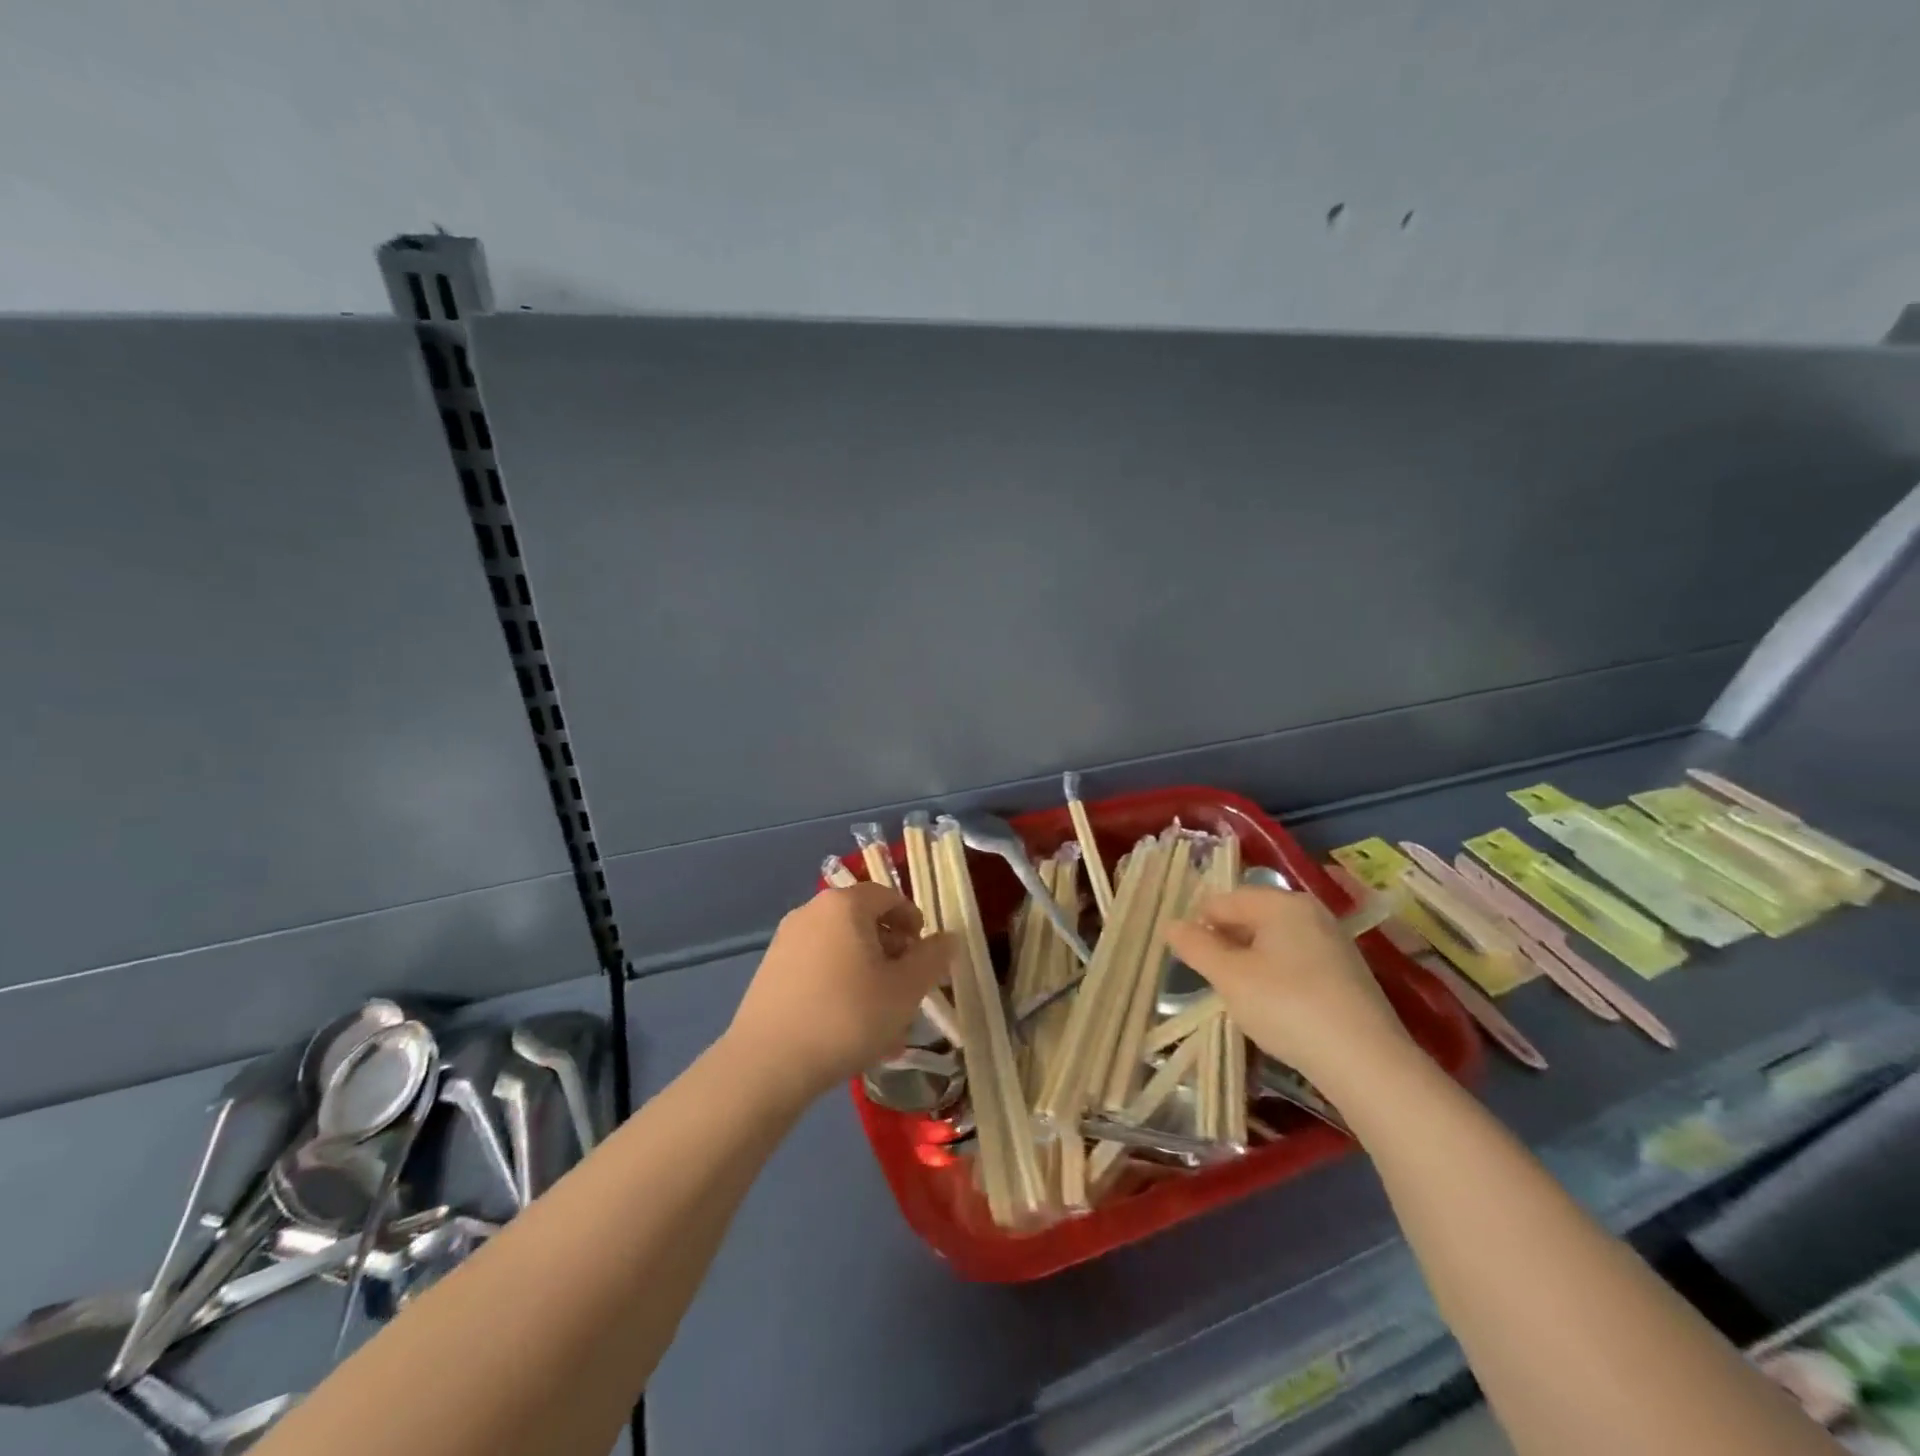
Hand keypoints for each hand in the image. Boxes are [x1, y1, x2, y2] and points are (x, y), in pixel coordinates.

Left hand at [726, 883, 954, 1104]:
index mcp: (845, 904)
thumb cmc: (847, 1017)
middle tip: (906, 990)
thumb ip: (932, 959)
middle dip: (890, 952)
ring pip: (841, 948)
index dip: (913, 922)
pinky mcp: (770, 971)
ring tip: (880, 1017)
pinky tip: (847, 1027)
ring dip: (867, 973)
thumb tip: (948, 938)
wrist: (768, 1064)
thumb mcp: (905, 990)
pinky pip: (817, 968)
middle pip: (863, 921)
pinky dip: (839, 986)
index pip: (889, 896)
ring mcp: (786, 941)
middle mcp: (812, 911)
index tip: (924, 957)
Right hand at [1165, 886, 1415, 1087]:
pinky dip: (1277, 977)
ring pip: (1274, 942)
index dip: (1199, 925)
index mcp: (1282, 903)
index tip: (1187, 957)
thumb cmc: (1287, 1006)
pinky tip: (1274, 1007)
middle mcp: (1311, 913)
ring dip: (1250, 962)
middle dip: (1226, 943)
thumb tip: (1172, 925)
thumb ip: (1196, 947)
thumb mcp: (1229, 977)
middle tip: (1211, 979)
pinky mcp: (1347, 974)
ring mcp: (1334, 943)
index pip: (1224, 900)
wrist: (1366, 1062)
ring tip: (1239, 995)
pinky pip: (1297, 962)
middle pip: (1251, 917)